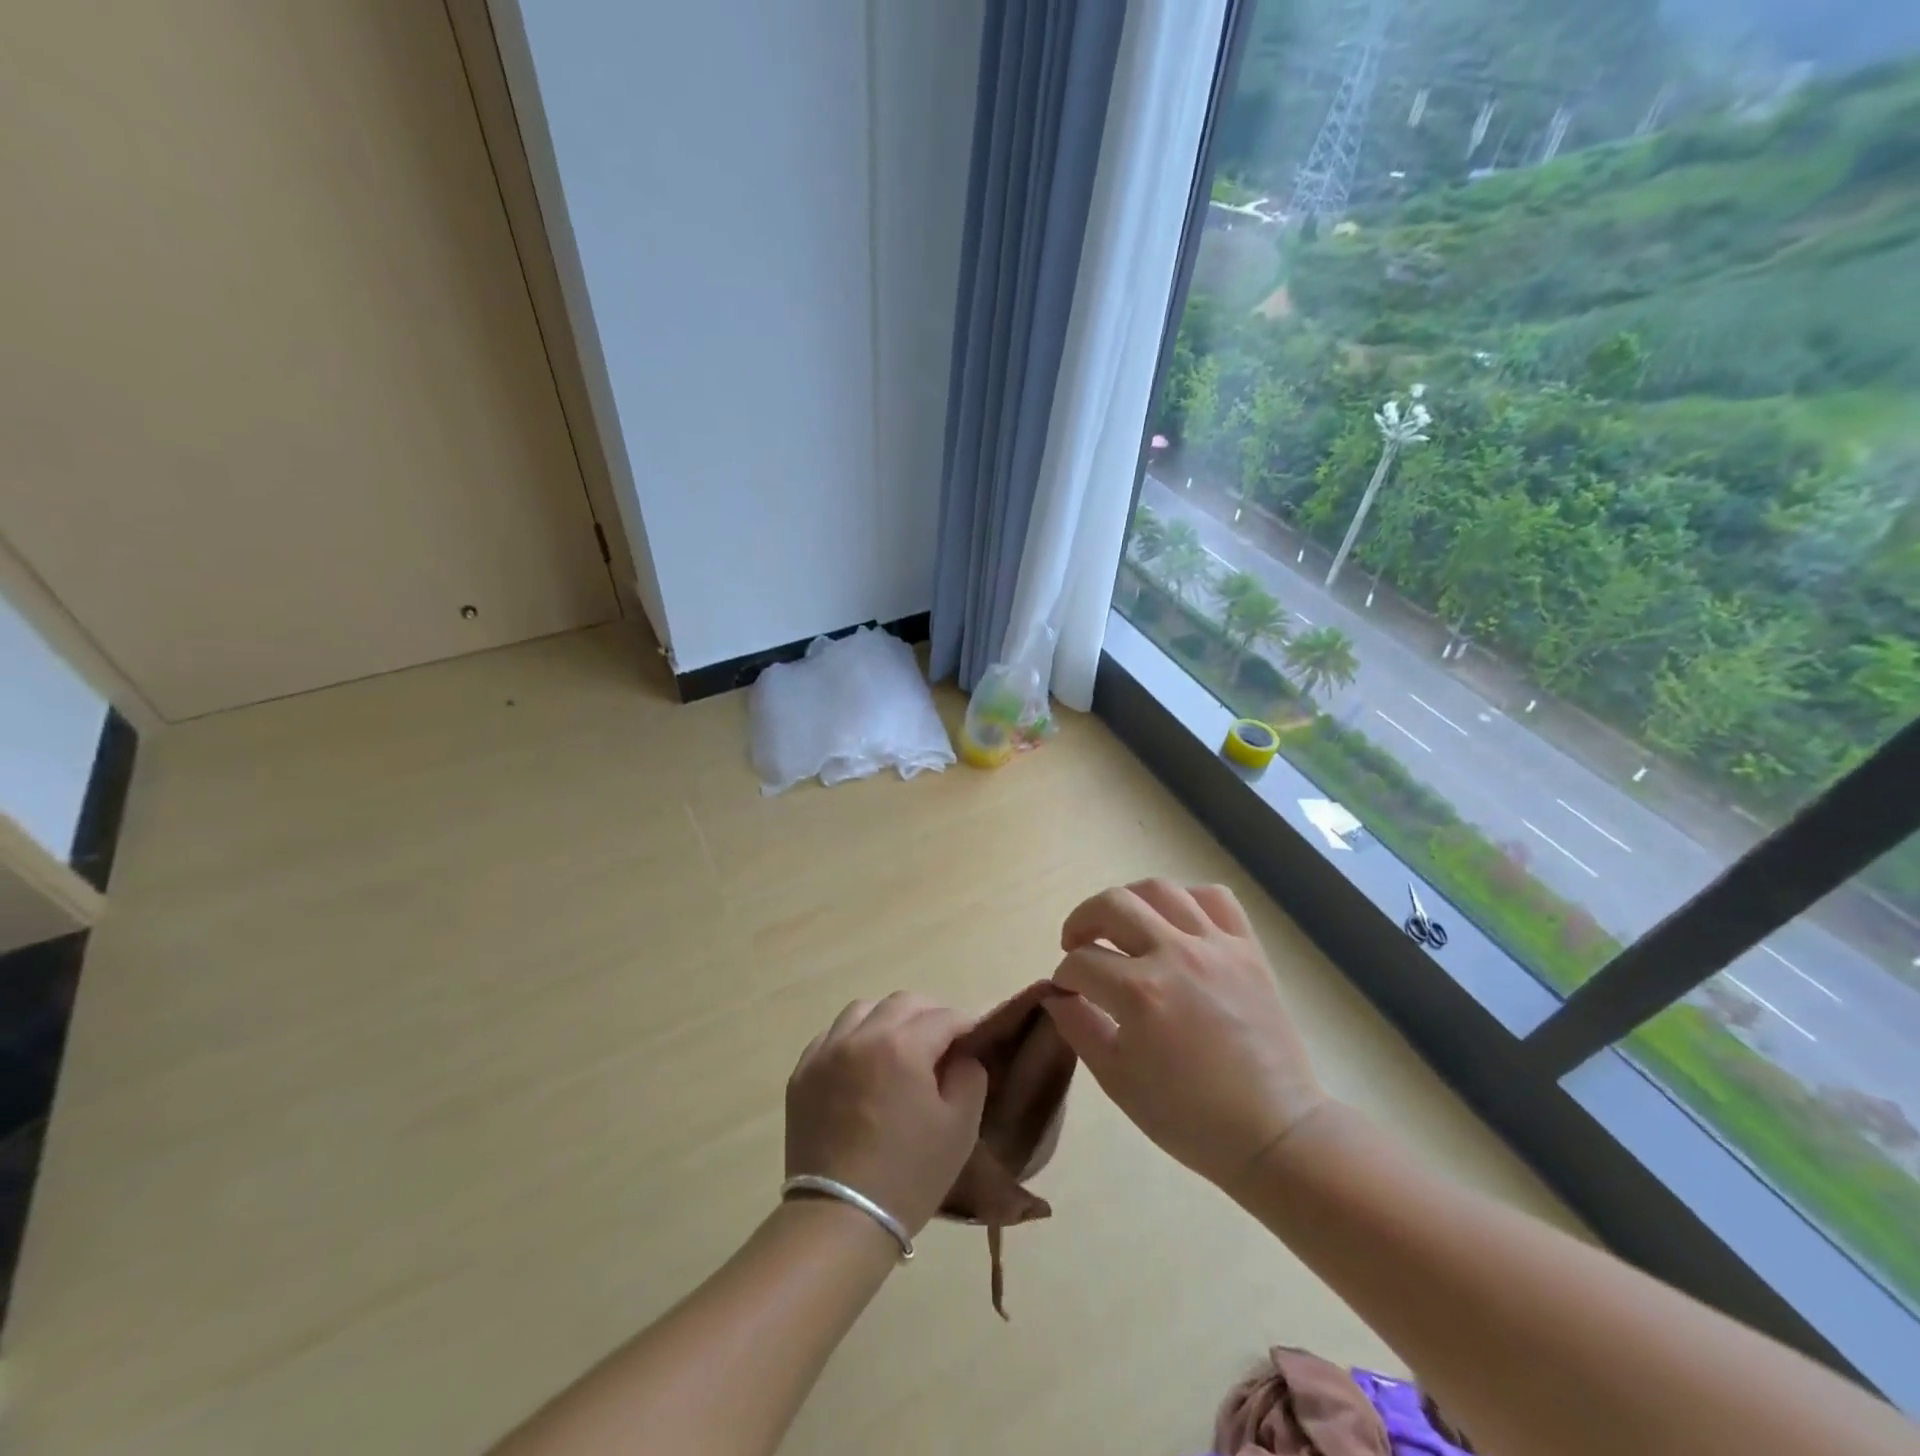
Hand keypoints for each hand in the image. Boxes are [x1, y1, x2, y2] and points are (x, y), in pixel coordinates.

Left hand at [785, 993, 988, 1235]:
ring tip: (900, 1046)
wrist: (839, 1220)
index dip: (966, 1023)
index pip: (943, 1016)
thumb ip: (969, 1076)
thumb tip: (962, 1054)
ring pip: (863, 1010)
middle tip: (942, 1041)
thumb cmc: (908, 1175)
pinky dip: (854, 1038)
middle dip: (929, 1014)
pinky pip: (832, 1035)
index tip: (975, 1038)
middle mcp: (862, 1036)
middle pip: (903, 1002)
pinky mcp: (802, 1073)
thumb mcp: (959, 1128)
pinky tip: (863, 1064)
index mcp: (903, 1046)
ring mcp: (826, 1051)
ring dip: (888, 1019)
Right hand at [1045, 880, 1327, 1191]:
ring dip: (1129, 901)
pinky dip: (1188, 899)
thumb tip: (1055, 995)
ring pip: (1160, 890)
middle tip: (1078, 944)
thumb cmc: (1188, 1117)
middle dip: (1082, 921)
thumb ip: (1078, 1028)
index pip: (1082, 963)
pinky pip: (1215, 898)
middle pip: (1112, 905)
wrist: (1272, 1132)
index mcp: (1140, 994)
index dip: (1065, 976)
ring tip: (1122, 924)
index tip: (1067, 991)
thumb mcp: (1117, 1080)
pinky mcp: (1248, 949)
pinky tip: (1175, 922)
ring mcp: (1216, 947)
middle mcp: (1175, 955)